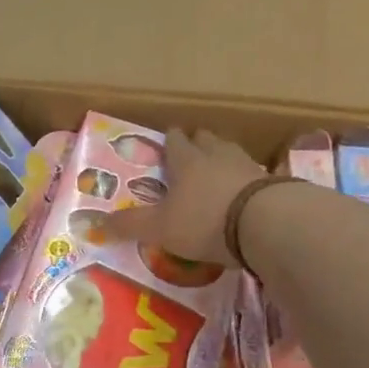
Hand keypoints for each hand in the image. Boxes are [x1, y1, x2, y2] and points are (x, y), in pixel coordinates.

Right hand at [105, 128, 264, 264]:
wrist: (268, 223)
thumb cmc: (204, 220)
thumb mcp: (159, 228)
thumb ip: (130, 225)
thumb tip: (94, 223)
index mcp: (187, 162)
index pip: (175, 142)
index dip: (169, 141)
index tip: (167, 139)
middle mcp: (218, 156)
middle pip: (207, 140)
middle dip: (198, 143)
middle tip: (191, 151)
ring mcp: (249, 167)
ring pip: (232, 153)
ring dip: (223, 158)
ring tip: (218, 169)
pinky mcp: (274, 184)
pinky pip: (255, 175)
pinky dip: (246, 180)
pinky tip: (245, 192)